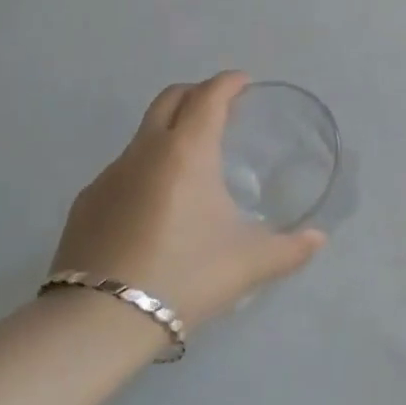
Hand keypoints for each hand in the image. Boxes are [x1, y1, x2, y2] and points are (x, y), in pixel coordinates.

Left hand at [49, 72, 324, 330]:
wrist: (98, 322)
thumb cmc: (185, 276)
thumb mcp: (249, 264)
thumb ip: (290, 248)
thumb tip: (318, 239)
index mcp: (187, 151)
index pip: (209, 96)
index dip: (228, 82)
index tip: (244, 82)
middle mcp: (146, 151)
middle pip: (170, 98)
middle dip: (197, 92)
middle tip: (219, 108)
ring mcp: (110, 176)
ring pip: (143, 135)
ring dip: (169, 132)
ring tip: (191, 165)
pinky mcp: (86, 204)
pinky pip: (122, 170)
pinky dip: (145, 169)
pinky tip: (155, 207)